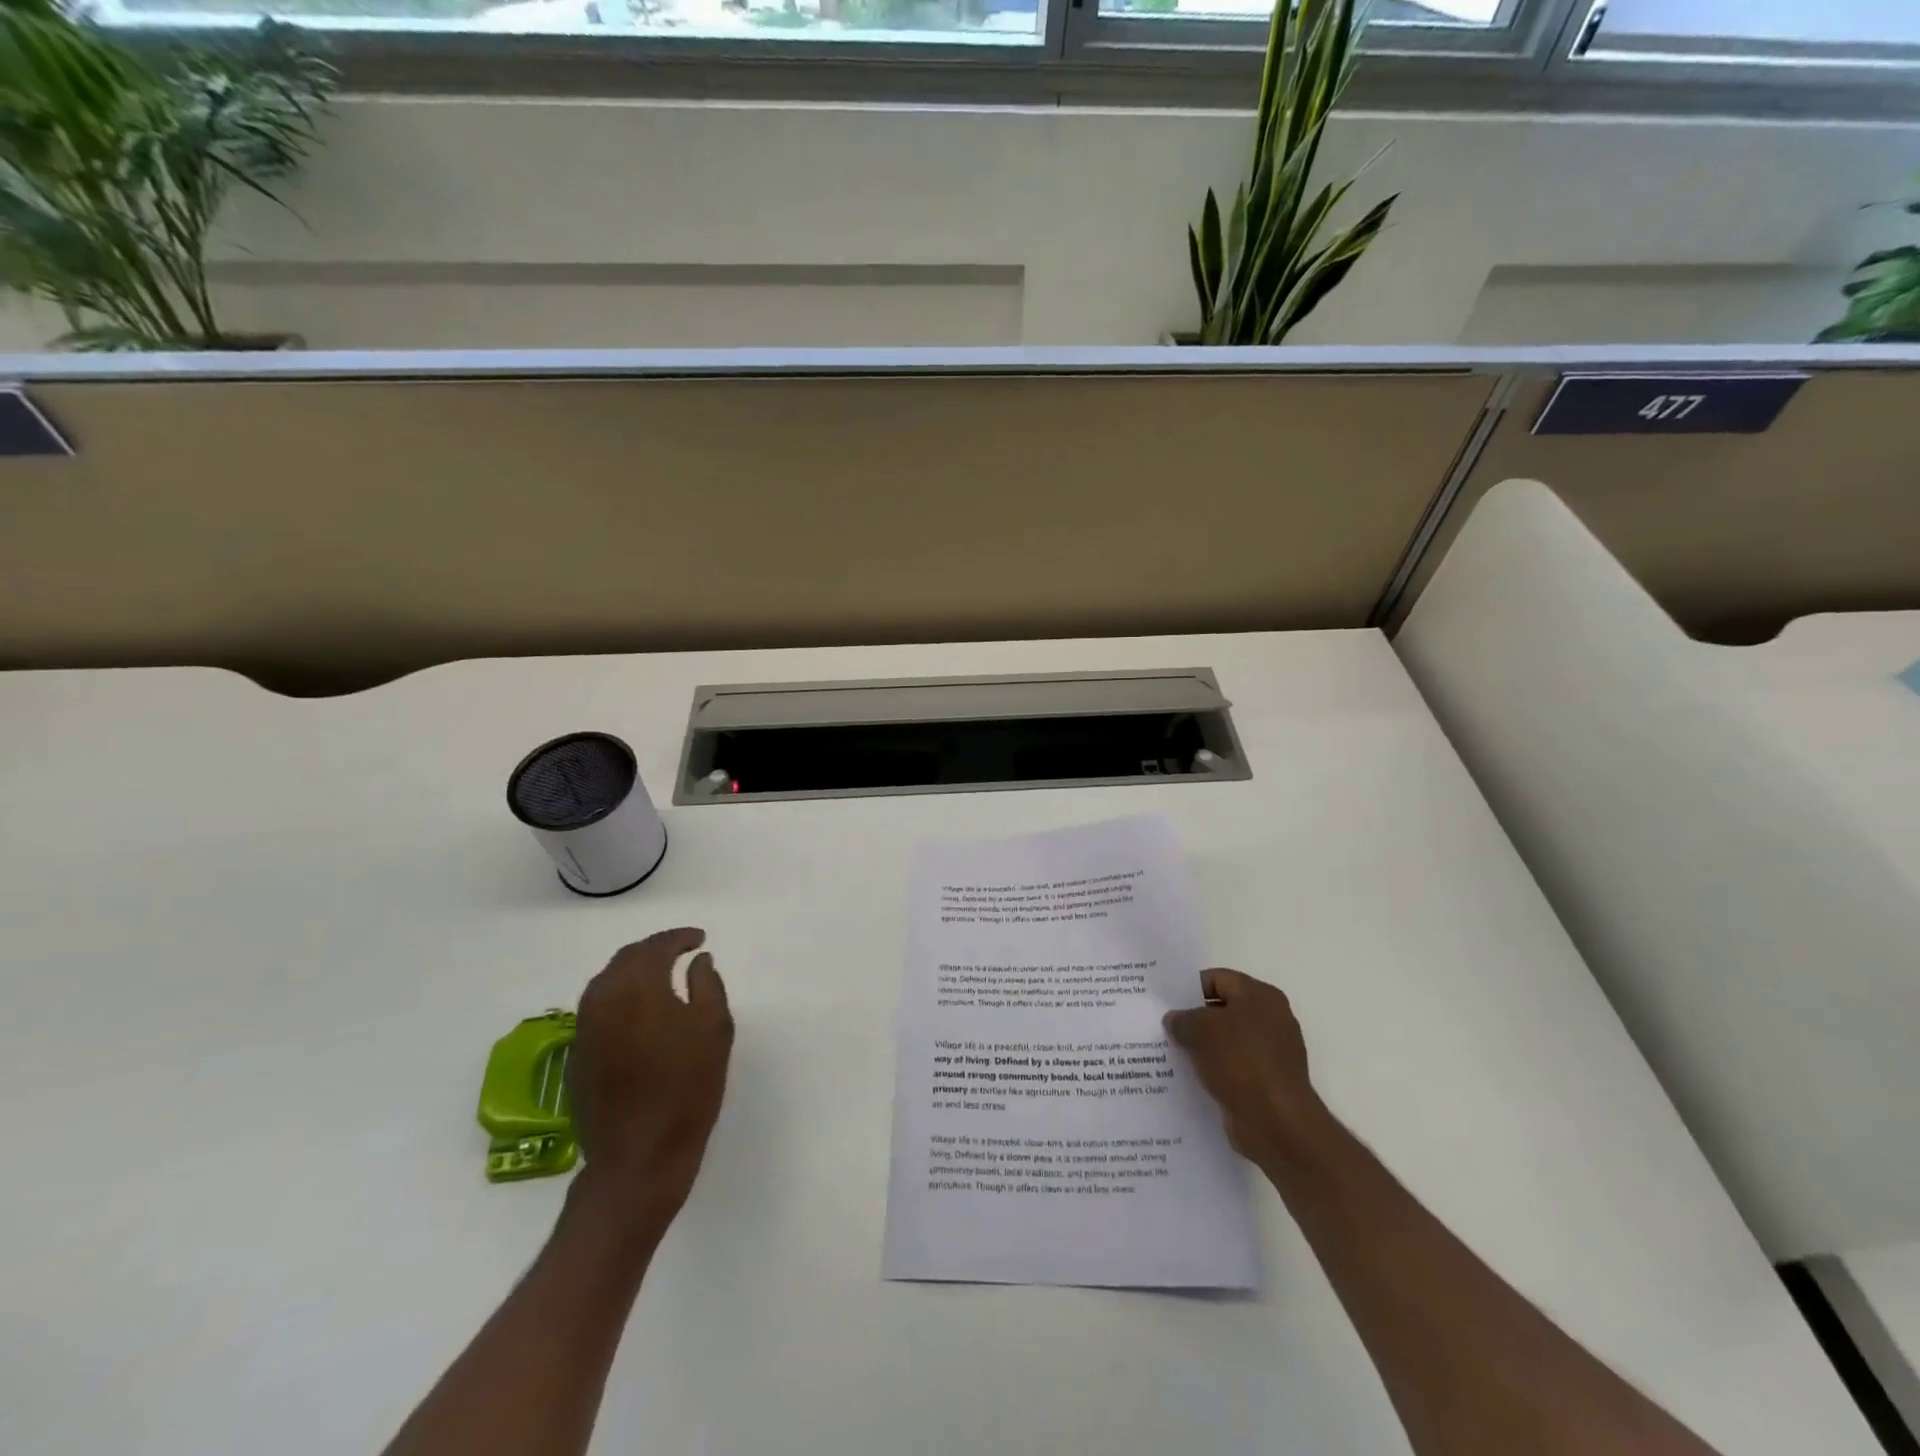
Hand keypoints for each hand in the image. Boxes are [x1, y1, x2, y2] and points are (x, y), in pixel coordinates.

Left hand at [569, 927, 733, 1226]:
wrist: (638, 1157)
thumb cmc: (686, 1088)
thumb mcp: (714, 1029)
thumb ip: (707, 985)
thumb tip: (698, 961)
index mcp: (636, 987)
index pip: (655, 947)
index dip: (679, 937)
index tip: (700, 939)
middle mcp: (601, 1000)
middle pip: (626, 959)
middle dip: (655, 950)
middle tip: (682, 952)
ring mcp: (584, 1029)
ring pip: (607, 983)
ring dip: (634, 972)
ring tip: (663, 978)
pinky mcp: (577, 1056)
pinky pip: (599, 1009)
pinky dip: (621, 999)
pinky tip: (641, 1013)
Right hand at [1164, 968, 1325, 1167]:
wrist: (1277, 1123)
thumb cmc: (1240, 1062)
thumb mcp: (1200, 1030)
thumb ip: (1182, 1019)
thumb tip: (1175, 1020)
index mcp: (1260, 996)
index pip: (1217, 979)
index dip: (1189, 988)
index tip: (1165, 1002)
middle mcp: (1272, 1019)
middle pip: (1223, 1010)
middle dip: (1194, 1019)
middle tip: (1164, 1027)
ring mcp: (1273, 1053)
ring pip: (1228, 1041)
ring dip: (1203, 1047)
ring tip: (1171, 1053)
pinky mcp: (1269, 1082)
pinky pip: (1234, 1067)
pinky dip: (1215, 1070)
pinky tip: (1191, 1077)